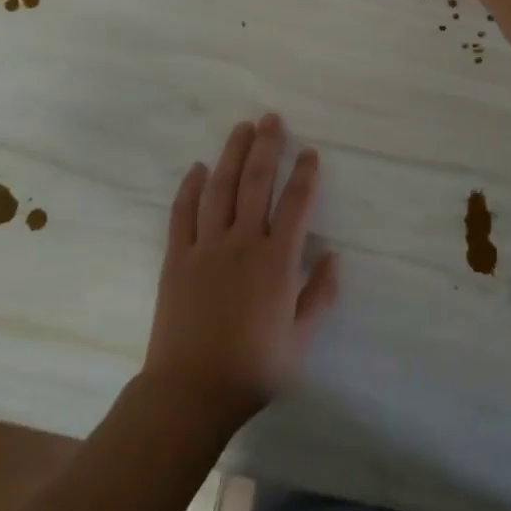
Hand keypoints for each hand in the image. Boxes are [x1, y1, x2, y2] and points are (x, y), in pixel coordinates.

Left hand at [141, 114, 339, 434]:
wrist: (190, 392)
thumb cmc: (253, 368)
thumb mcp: (301, 340)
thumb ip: (320, 295)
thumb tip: (333, 255)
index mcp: (277, 261)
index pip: (296, 204)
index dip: (304, 174)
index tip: (309, 152)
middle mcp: (243, 243)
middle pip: (256, 182)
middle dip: (266, 147)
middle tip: (272, 118)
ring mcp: (206, 247)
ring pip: (220, 188)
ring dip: (232, 154)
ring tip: (242, 127)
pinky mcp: (177, 257)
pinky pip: (183, 213)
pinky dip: (190, 187)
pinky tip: (198, 168)